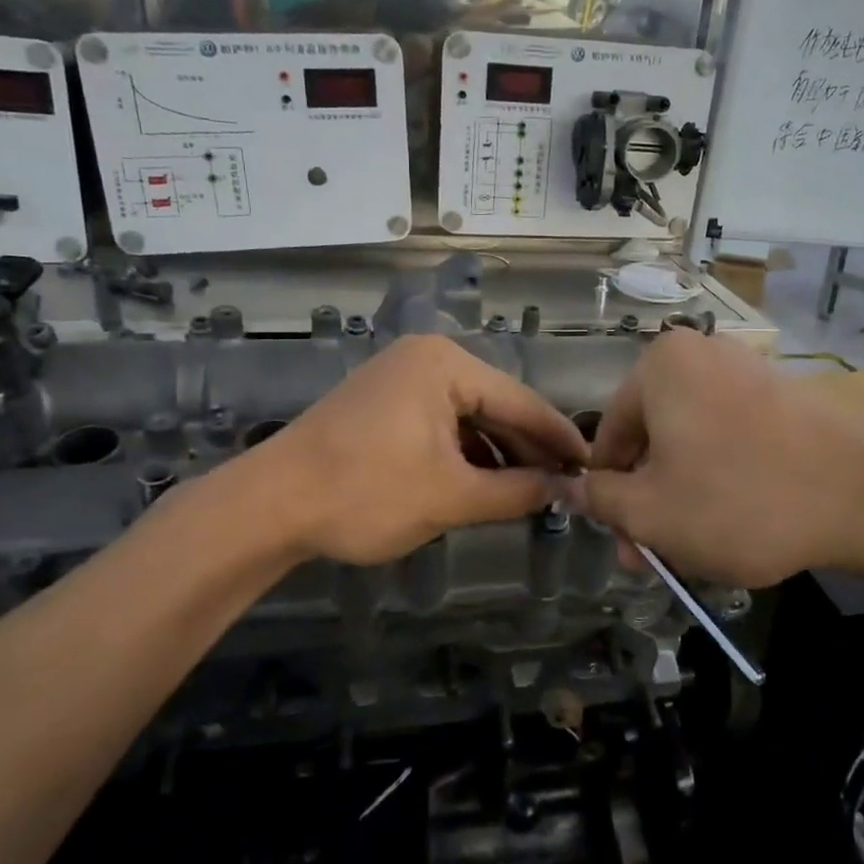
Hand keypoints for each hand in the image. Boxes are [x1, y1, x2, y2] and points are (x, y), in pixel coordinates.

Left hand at [233, 336, 587, 564]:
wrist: (270, 505)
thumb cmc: (366, 493)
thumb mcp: (451, 497)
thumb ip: (516, 491)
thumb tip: (565, 490)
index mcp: (445, 365)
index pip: (521, 401)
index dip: (560, 439)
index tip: (593, 467)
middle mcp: (425, 358)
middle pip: (496, 405)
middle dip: (528, 448)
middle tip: (566, 484)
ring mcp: (400, 376)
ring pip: (468, 416)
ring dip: (497, 453)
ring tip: (530, 490)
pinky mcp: (382, 401)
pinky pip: (440, 422)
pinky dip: (464, 452)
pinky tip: (482, 481)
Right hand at [567, 330, 863, 585]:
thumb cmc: (738, 500)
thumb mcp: (650, 512)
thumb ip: (598, 499)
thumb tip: (569, 487)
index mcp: (659, 366)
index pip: (608, 435)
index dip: (608, 495)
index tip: (623, 542)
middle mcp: (701, 355)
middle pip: (653, 440)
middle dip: (648, 502)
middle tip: (654, 557)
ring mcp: (748, 372)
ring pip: (691, 444)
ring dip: (681, 496)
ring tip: (695, 549)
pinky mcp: (784, 397)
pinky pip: (731, 439)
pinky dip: (721, 479)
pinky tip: (734, 523)